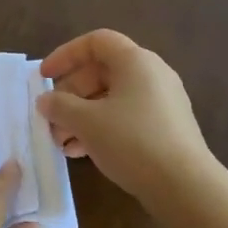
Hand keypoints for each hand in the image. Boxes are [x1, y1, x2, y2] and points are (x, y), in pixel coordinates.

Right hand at [37, 29, 213, 203]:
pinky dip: (101, 128)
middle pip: (101, 72)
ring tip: (61, 142)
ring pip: (111, 99)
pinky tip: (81, 153)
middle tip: (51, 118)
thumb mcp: (87, 122)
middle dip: (70, 94)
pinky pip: (125, 117)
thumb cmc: (132, 141)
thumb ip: (59, 106)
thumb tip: (45, 100)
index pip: (96, 42)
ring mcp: (161, 102)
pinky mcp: (165, 128)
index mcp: (135, 61)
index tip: (44, 76)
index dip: (66, 55)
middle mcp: (152, 74)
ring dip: (81, 116)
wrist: (184, 185)